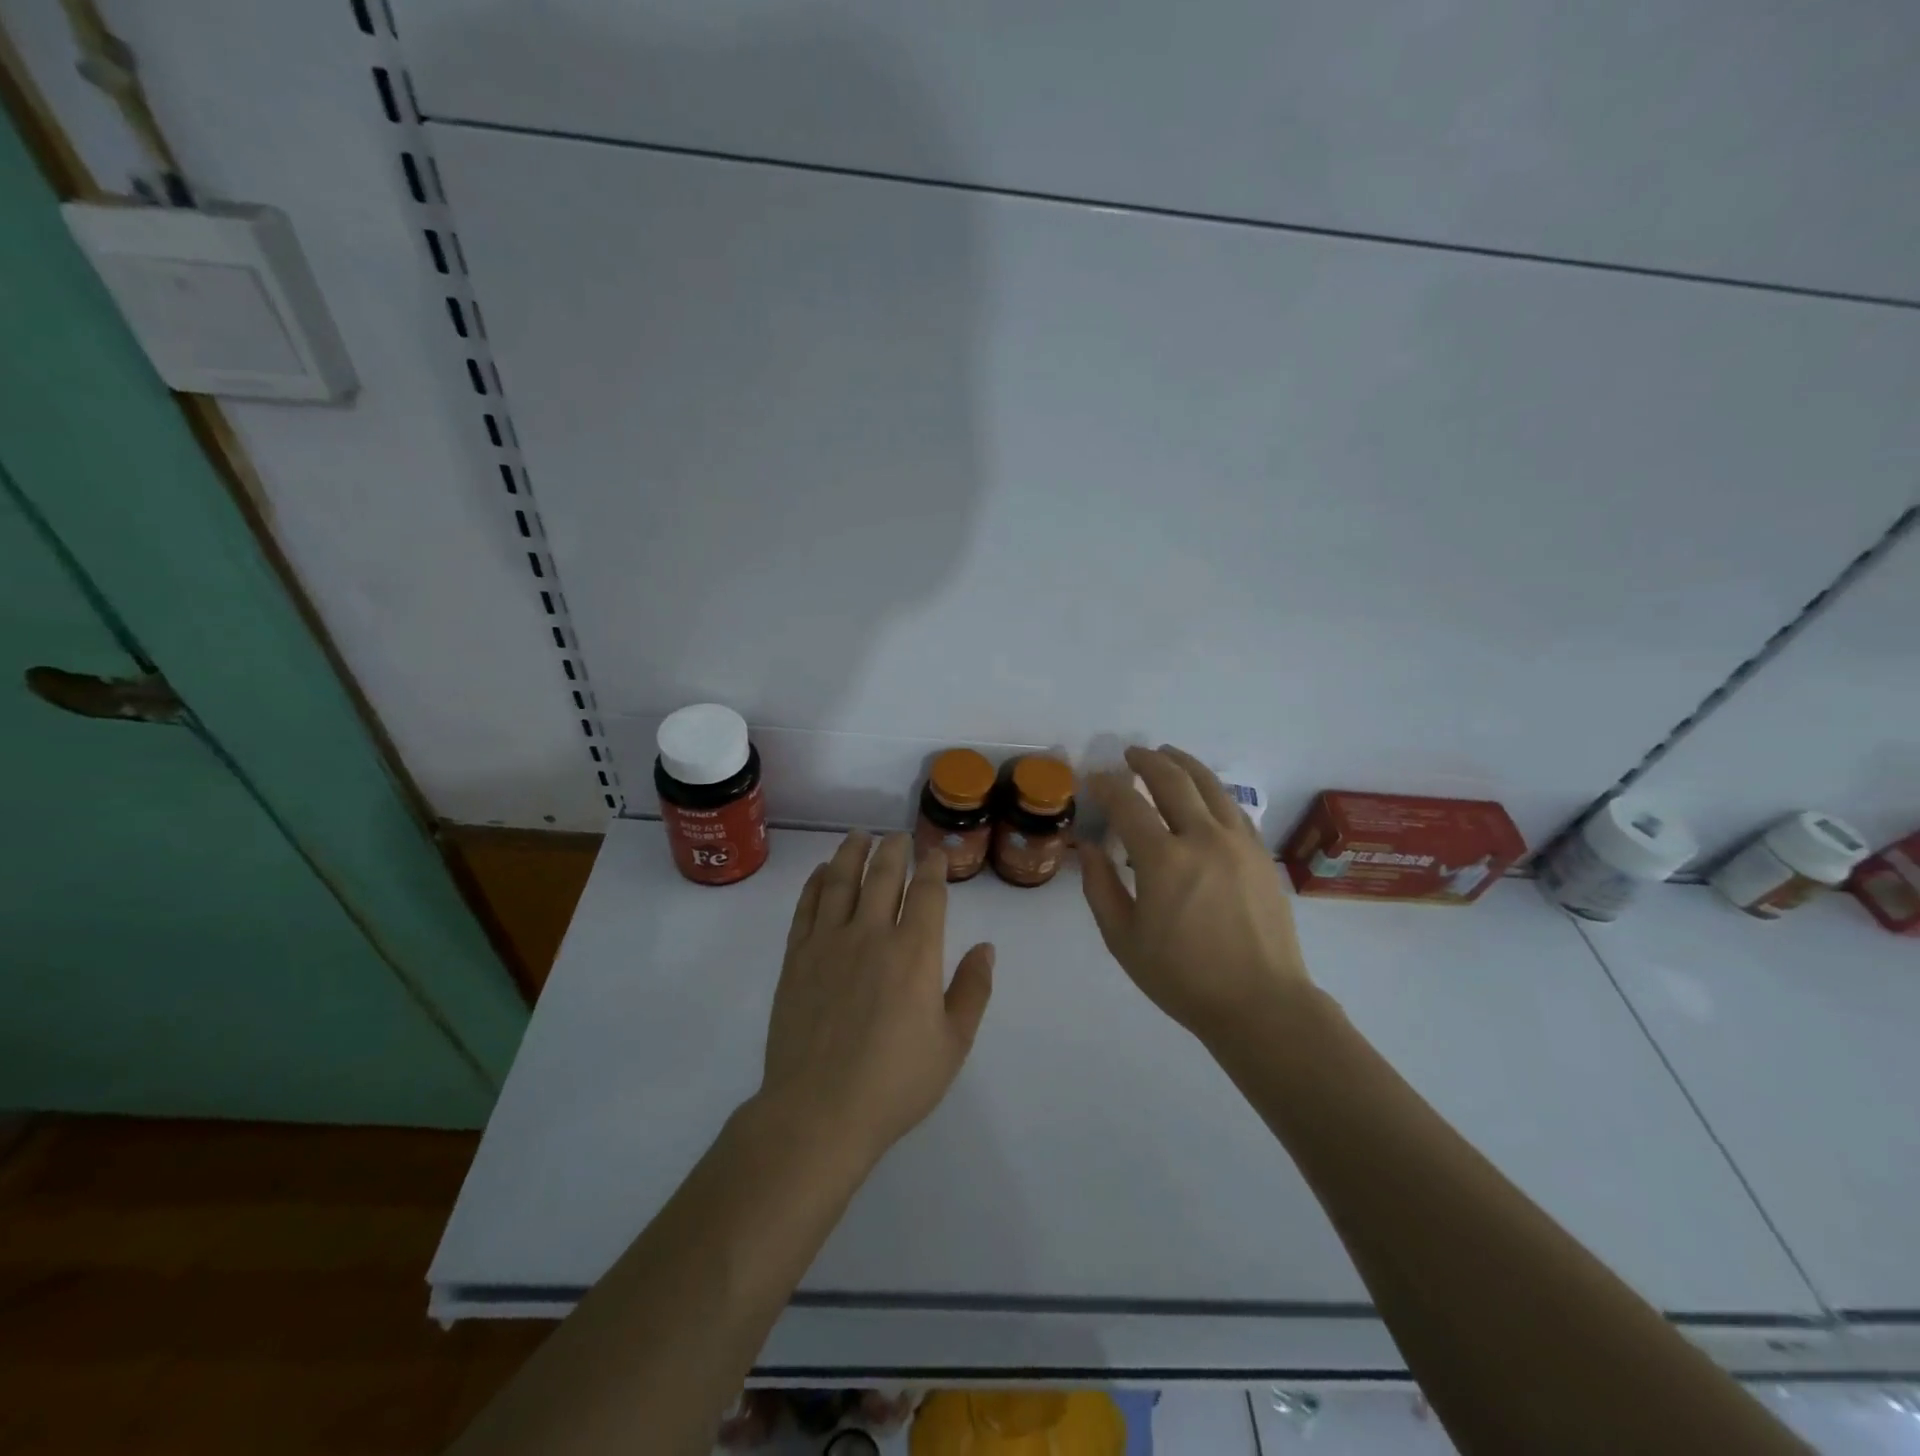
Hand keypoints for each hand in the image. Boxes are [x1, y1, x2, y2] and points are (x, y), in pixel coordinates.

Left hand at [758, 832, 994, 1167]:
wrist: (819, 1111)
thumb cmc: (895, 1082)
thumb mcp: (952, 1044)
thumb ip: (972, 990)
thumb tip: (986, 947)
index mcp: (915, 952)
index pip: (928, 892)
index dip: (934, 866)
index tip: (936, 852)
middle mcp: (872, 934)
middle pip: (884, 875)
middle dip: (894, 849)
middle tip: (898, 836)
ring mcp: (828, 942)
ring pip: (840, 880)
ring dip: (852, 853)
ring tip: (859, 835)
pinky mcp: (796, 958)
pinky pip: (806, 907)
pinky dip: (815, 883)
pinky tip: (820, 872)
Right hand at [1079, 746, 1312, 1043]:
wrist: (1261, 1004)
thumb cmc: (1182, 977)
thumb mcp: (1123, 939)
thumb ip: (1100, 886)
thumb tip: (1088, 846)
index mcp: (1163, 859)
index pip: (1128, 803)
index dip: (1106, 786)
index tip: (1093, 779)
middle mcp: (1203, 838)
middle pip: (1173, 780)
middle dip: (1147, 760)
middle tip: (1130, 754)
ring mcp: (1238, 843)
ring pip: (1210, 785)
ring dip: (1184, 764)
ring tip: (1167, 754)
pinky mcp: (1262, 855)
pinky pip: (1234, 808)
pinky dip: (1212, 791)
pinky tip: (1204, 794)